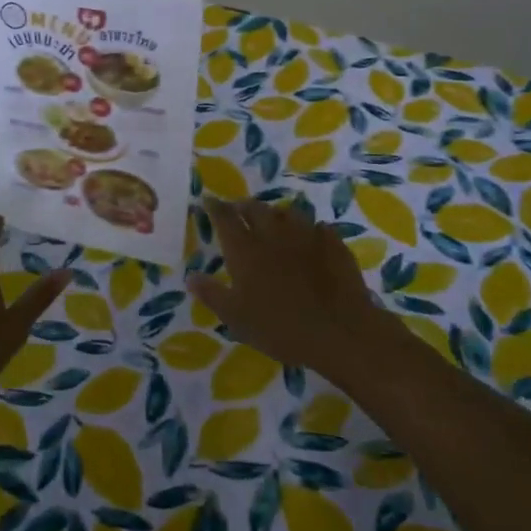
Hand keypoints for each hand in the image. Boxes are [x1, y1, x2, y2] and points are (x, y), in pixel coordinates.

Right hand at [188, 197, 394, 382]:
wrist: (339, 330)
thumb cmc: (280, 327)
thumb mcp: (236, 318)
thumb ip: (212, 294)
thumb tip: (190, 276)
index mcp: (245, 249)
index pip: (225, 218)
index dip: (215, 207)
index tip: (208, 200)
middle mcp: (273, 233)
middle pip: (255, 208)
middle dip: (243, 206)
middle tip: (238, 210)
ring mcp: (305, 234)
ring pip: (286, 212)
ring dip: (275, 213)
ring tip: (272, 221)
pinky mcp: (332, 243)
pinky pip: (317, 227)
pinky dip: (308, 229)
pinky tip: (310, 237)